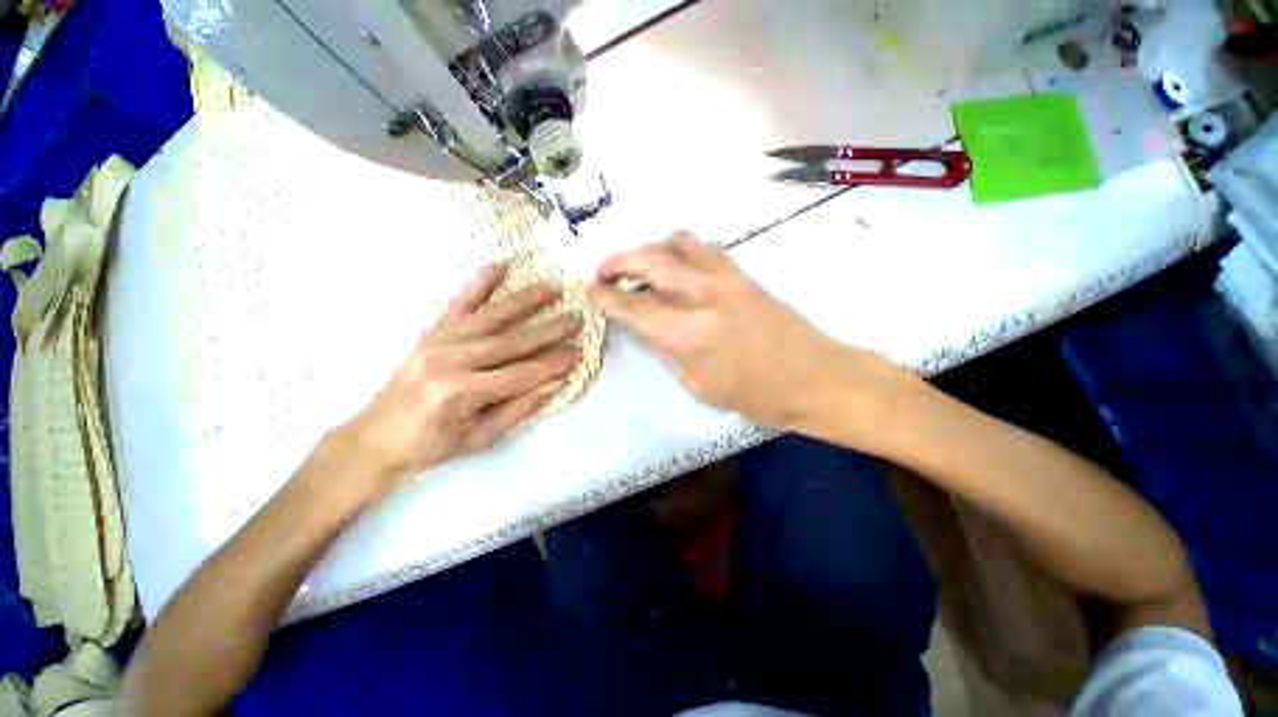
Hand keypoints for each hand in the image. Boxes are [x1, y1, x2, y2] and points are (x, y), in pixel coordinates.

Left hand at [339, 264, 582, 490]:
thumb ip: (518, 409)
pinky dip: (480, 283)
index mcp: (461, 393)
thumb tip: (554, 384)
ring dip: (525, 300)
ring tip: (553, 288)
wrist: (375, 438)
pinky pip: (459, 303)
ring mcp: (437, 341)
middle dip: (549, 330)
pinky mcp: (430, 332)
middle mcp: (449, 360)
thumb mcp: (480, 439)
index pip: (521, 374)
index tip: (579, 353)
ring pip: (491, 316)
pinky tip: (499, 267)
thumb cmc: (431, 446)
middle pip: (511, 341)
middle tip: (577, 318)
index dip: (553, 364)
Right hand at [589, 232, 899, 433]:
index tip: (589, 290)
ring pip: (676, 241)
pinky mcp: (743, 272)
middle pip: (649, 259)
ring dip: (650, 248)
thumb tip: (645, 327)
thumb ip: (667, 351)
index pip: (634, 306)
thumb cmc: (757, 395)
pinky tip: (677, 267)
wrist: (816, 377)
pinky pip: (703, 247)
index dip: (606, 297)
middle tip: (604, 273)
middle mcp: (703, 295)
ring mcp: (726, 277)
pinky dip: (679, 250)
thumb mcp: (700, 386)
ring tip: (640, 267)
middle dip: (617, 261)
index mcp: (689, 334)